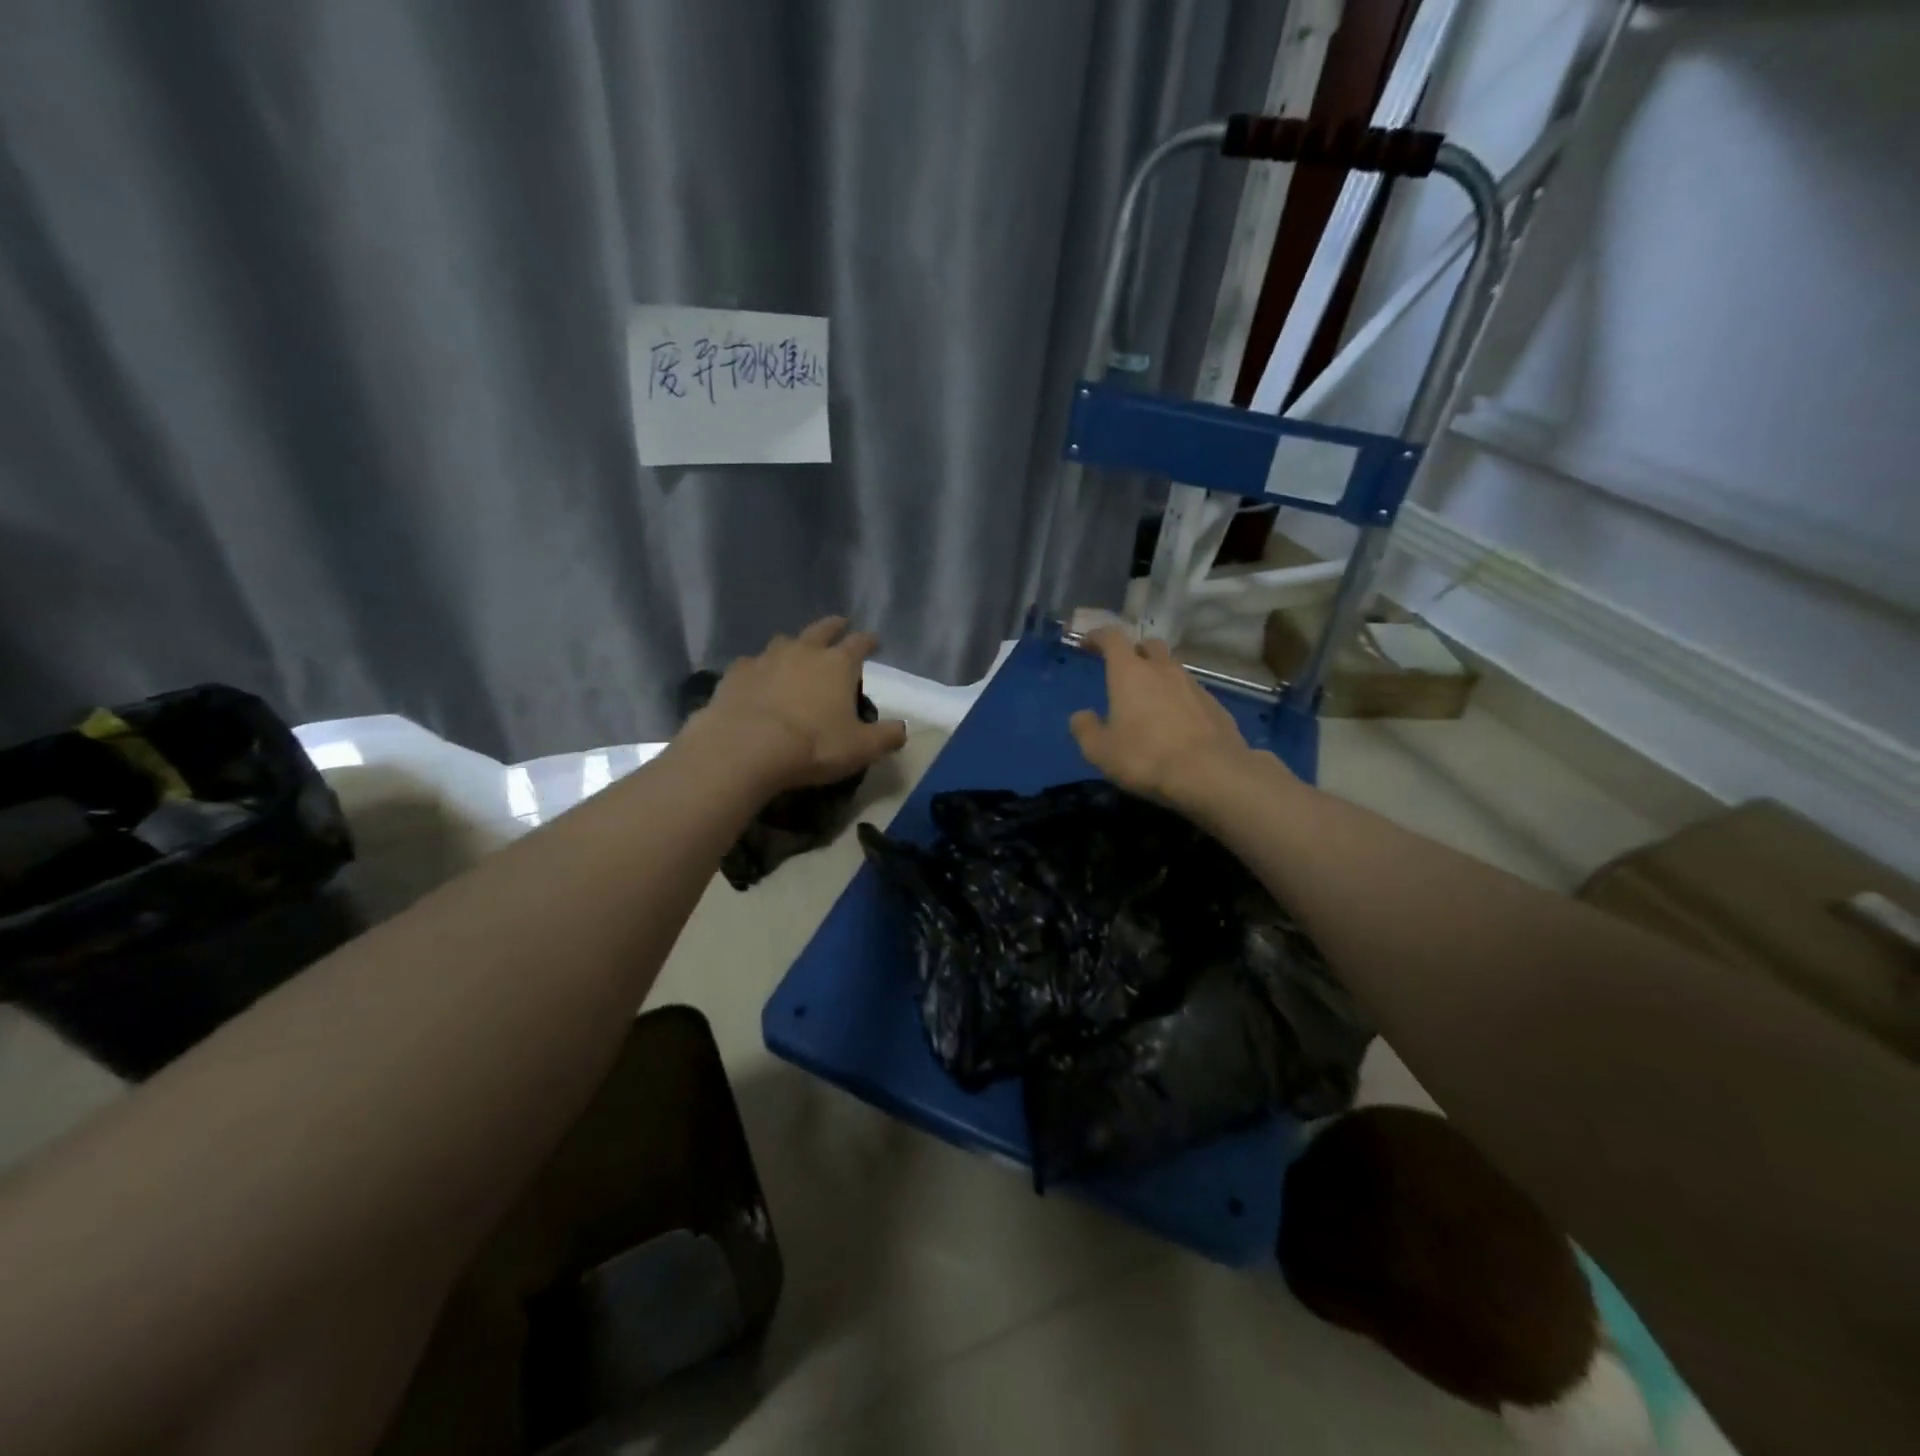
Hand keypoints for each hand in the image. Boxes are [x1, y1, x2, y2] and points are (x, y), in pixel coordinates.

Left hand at [692, 617, 907, 789]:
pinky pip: (751, 664)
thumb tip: (902, 729)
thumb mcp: (861, 748)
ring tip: (796, 652)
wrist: (747, 748)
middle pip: (822, 630)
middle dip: (834, 626)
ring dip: (794, 645)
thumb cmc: (813, 745)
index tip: (874, 640)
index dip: (869, 641)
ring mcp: (766, 659)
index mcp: (837, 665)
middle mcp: (803, 652)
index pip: (859, 644)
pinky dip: (758, 669)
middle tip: (840, 623)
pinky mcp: (736, 674)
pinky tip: (757, 680)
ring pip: (784, 642)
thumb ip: (886, 737)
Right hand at [1069, 628, 1269, 808]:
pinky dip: (1180, 700)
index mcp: (1130, 672)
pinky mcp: (1216, 705)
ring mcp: (1194, 685)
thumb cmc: (1145, 757)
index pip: (1112, 637)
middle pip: (1149, 645)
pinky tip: (1177, 725)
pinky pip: (1192, 693)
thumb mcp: (1100, 751)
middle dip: (1135, 651)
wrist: (1211, 774)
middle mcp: (1163, 669)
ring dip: (1160, 677)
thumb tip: (1081, 716)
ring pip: (1173, 669)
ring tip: (1151, 702)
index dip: (1098, 636)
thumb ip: (1085, 729)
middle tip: (1125, 671)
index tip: (1087, 643)